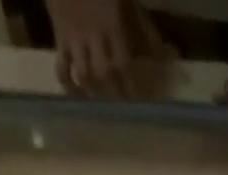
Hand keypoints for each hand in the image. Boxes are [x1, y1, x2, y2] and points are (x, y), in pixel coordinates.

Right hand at [48, 0, 164, 97]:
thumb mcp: (129, 4)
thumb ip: (145, 31)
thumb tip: (166, 56)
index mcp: (112, 27)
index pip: (123, 64)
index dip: (130, 86)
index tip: (137, 103)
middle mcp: (94, 37)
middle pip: (103, 73)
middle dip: (113, 94)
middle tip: (120, 112)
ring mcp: (76, 39)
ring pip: (84, 73)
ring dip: (93, 92)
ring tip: (100, 107)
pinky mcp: (61, 39)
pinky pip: (62, 66)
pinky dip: (67, 83)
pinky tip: (74, 94)